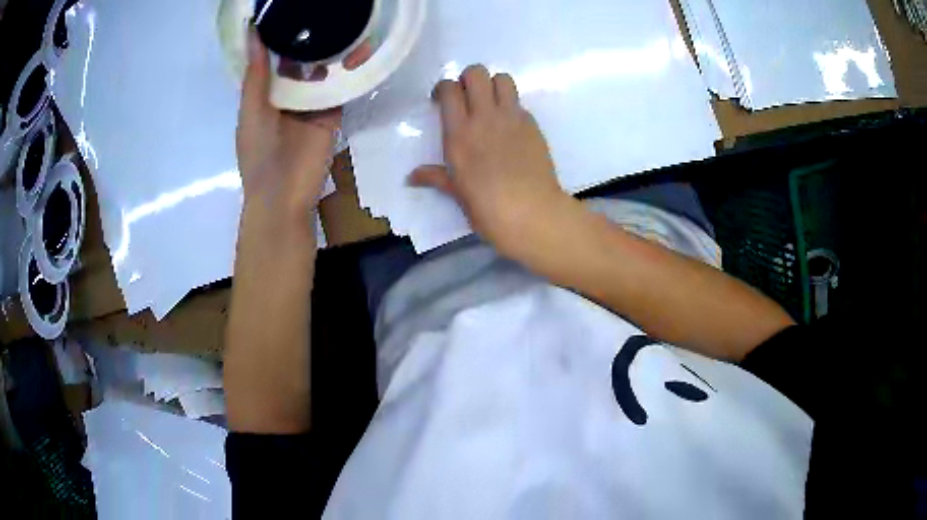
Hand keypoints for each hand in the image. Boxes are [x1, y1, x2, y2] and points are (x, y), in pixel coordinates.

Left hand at [236, 30, 369, 228]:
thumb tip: (253, 33)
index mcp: (264, 96)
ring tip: (346, 25)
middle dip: (312, 41)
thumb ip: (255, 74)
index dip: (282, 38)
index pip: (274, 60)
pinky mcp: (332, 115)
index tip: (291, 13)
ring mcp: (311, 105)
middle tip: (325, 14)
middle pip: (301, 63)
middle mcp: (288, 97)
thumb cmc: (259, 154)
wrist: (283, 197)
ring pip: (323, 72)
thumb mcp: (251, 110)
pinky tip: (359, 50)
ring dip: (334, 52)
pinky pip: (341, 89)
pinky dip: (350, 72)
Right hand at [409, 64, 567, 254]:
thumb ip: (435, 177)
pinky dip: (511, 107)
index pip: (449, 89)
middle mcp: (484, 117)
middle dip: (468, 79)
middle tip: (468, 98)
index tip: (442, 102)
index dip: (443, 88)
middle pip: (476, 73)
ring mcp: (512, 118)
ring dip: (493, 86)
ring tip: (491, 105)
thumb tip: (410, 177)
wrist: (531, 214)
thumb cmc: (487, 208)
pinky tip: (510, 129)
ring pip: (502, 79)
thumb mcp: (457, 193)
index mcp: (459, 133)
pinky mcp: (533, 125)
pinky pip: (519, 103)